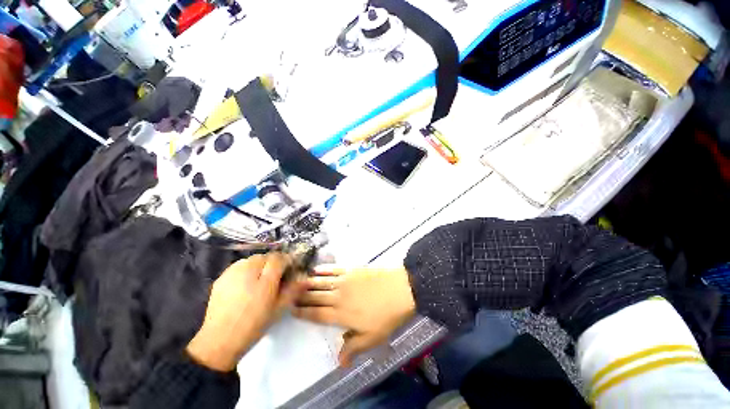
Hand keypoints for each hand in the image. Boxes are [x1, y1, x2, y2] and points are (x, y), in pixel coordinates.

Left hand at [186, 253, 303, 371]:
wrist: (220, 340)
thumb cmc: (254, 325)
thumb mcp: (279, 309)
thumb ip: (293, 290)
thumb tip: (304, 277)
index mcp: (265, 280)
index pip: (280, 258)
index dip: (287, 260)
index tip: (290, 268)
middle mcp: (249, 271)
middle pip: (266, 256)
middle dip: (274, 262)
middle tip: (275, 276)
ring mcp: (233, 273)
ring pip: (252, 259)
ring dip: (260, 264)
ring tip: (260, 279)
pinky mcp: (222, 277)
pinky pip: (240, 265)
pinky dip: (246, 269)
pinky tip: (246, 283)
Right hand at [293, 266, 415, 365]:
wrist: (400, 290)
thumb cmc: (387, 316)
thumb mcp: (371, 338)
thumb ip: (353, 347)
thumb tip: (339, 362)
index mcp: (341, 315)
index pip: (317, 315)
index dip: (304, 313)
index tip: (292, 310)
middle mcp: (338, 297)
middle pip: (316, 297)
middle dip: (302, 297)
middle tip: (290, 295)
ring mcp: (345, 281)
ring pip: (321, 282)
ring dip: (308, 282)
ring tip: (298, 282)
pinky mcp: (352, 269)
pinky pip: (334, 269)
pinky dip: (323, 269)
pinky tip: (316, 269)